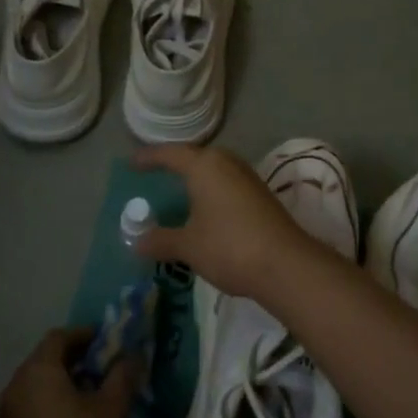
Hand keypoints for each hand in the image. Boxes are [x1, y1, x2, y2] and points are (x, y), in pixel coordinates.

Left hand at [0, 328, 138, 417]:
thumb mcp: (110, 410)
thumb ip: (121, 376)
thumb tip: (130, 355)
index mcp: (36, 373)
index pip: (58, 337)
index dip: (84, 335)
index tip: (106, 341)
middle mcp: (12, 392)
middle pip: (42, 363)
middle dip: (72, 361)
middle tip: (102, 368)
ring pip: (33, 392)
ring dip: (59, 388)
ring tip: (89, 399)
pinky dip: (47, 413)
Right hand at [131, 143, 320, 300]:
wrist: (285, 264)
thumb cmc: (229, 247)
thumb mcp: (188, 246)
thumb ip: (160, 240)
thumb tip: (136, 241)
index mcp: (205, 166)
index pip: (171, 153)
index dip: (150, 157)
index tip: (132, 162)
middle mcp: (227, 163)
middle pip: (196, 155)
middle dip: (176, 162)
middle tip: (156, 171)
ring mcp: (247, 177)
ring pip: (215, 168)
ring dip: (197, 175)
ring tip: (179, 187)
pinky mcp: (260, 194)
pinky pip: (227, 182)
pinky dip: (212, 189)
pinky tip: (207, 206)